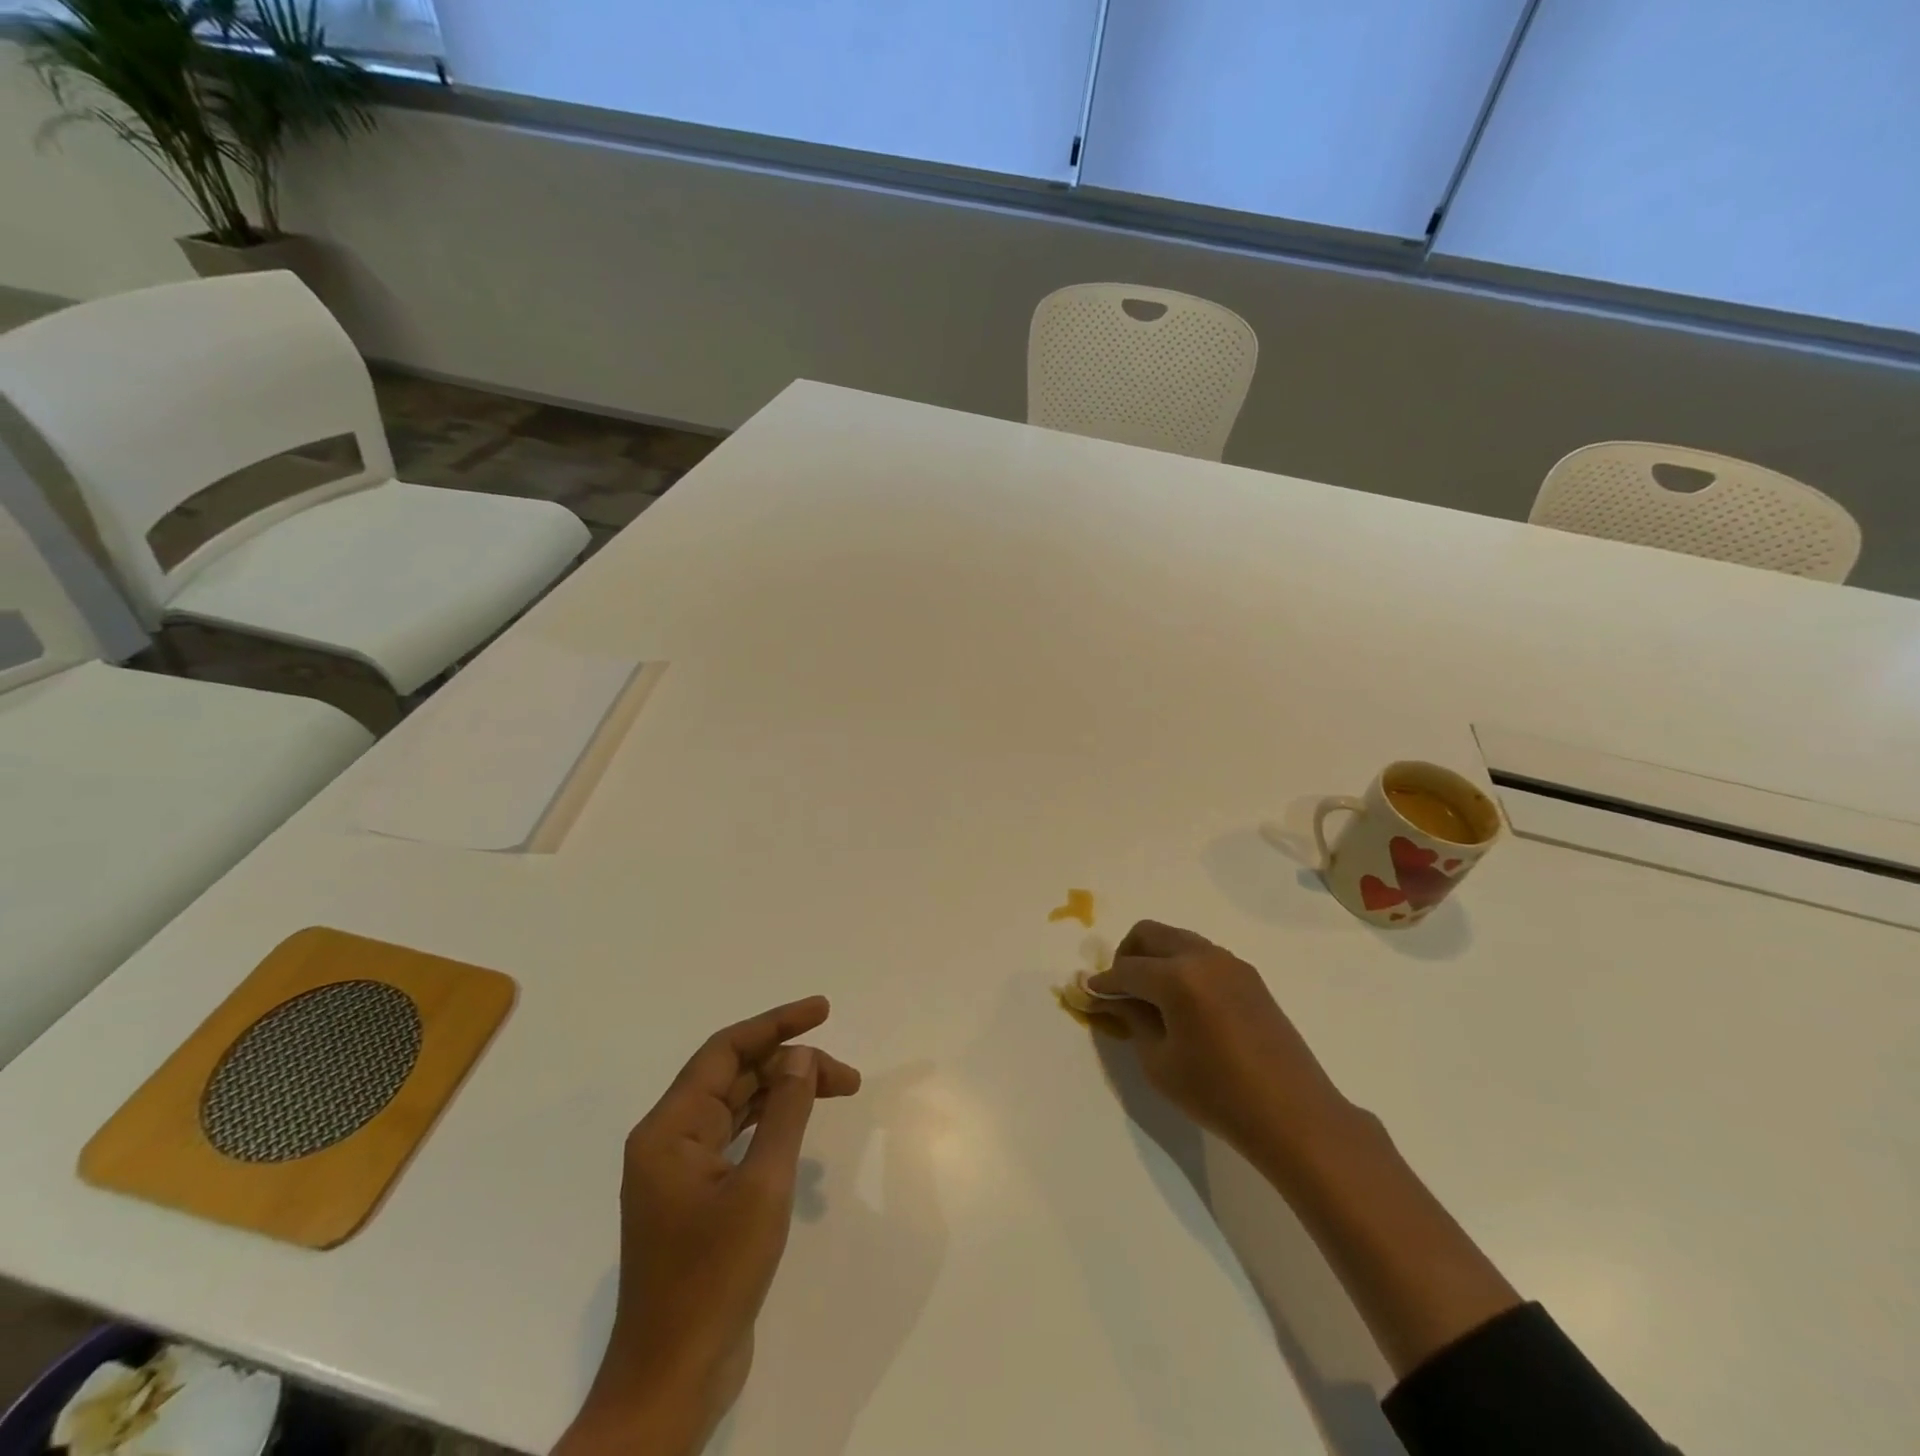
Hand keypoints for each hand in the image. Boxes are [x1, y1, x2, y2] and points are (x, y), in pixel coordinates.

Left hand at [555, 998, 861, 1455]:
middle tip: (846, 1076)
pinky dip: (772, 1125)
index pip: (725, 1051)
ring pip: (738, 1106)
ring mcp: (681, 1170)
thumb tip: (801, 1057)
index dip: (776, 1024)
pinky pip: (736, 1138)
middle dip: (790, 1065)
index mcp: (670, 1128)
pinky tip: (802, 1127)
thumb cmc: (713, 1278)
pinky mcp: (696, 1197)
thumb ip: (784, 1113)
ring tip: (838, 1090)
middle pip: (734, 1076)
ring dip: (785, 1093)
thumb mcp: (761, 1188)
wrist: (672, 1380)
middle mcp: (669, 1139)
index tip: (821, 1010)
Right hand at [1088, 921, 1354, 1170]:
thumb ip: (1133, 1020)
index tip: (1088, 993)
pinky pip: (1202, 955)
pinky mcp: (1249, 976)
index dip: (1103, 983)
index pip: (1126, 969)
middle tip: (1120, 990)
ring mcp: (1230, 963)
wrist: (1295, 1115)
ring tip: (1151, 998)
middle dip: (1127, 955)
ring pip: (1177, 940)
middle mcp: (1203, 957)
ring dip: (1156, 958)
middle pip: (1149, 934)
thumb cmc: (1218, 1095)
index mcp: (1177, 977)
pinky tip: (1182, 1004)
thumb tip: (1114, 998)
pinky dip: (1181, 966)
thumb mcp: (1160, 1063)